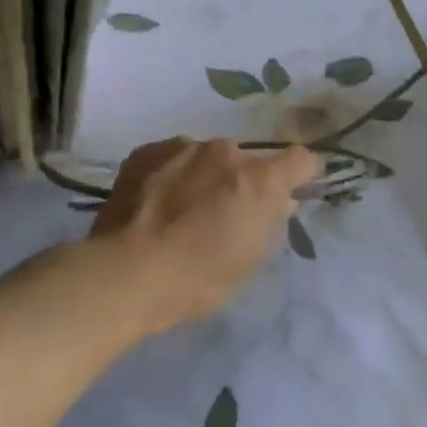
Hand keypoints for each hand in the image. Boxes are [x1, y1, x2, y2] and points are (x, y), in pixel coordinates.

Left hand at [89, 137, 318, 331]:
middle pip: (247, 159)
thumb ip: (270, 223)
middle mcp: (225, 152)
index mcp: (259, 180)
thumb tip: (281, 201)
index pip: (302, 159)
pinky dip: (172, 173)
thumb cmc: (197, 279)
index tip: (293, 191)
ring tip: (182, 209)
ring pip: (207, 157)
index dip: (302, 175)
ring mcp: (183, 147)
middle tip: (225, 212)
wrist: (124, 275)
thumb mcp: (249, 260)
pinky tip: (156, 202)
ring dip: (206, 175)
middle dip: (243, 180)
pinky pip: (172, 156)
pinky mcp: (147, 151)